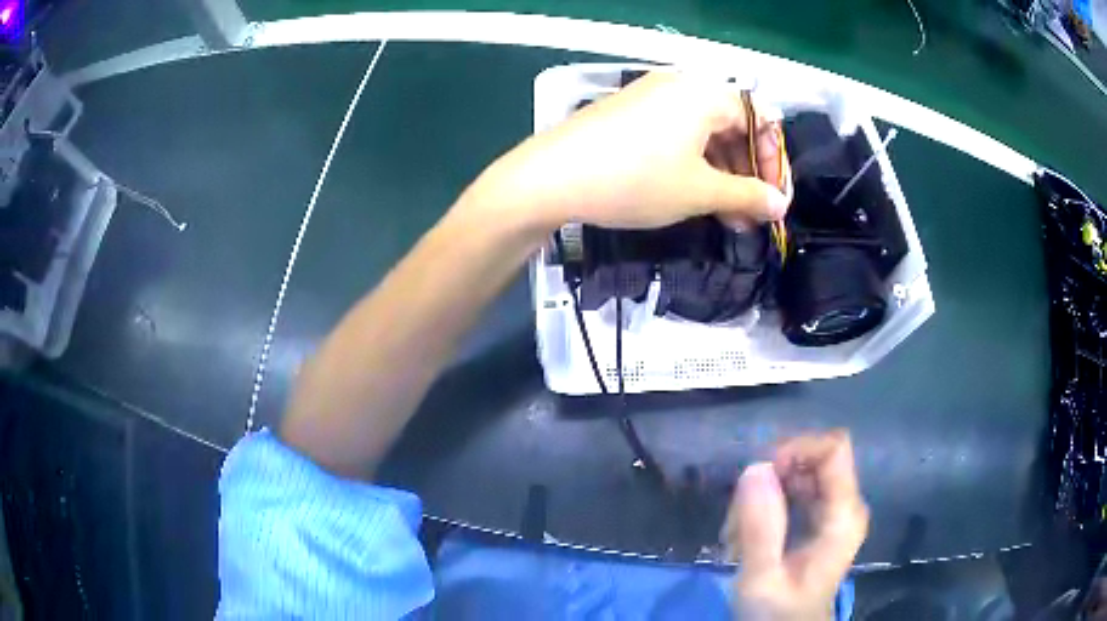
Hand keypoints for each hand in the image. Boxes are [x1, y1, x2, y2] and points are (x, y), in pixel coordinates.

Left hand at [459, 71, 791, 233]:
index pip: (760, 120)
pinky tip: (693, 196)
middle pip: (732, 125)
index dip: (772, 162)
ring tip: (725, 217)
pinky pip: (677, 134)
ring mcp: (651, 96)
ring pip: (704, 133)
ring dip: (721, 174)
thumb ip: (747, 196)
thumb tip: (780, 205)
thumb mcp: (699, 191)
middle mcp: (681, 85)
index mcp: (705, 93)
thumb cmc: (636, 179)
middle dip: (746, 173)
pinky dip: (693, 164)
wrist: (551, 177)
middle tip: (749, 216)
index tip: (773, 201)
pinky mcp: (630, 113)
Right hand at [724, 431, 868, 620]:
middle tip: (738, 518)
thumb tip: (754, 467)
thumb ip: (760, 529)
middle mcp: (845, 505)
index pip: (833, 448)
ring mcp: (834, 511)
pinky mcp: (820, 519)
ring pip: (800, 474)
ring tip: (737, 533)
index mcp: (844, 515)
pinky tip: (746, 534)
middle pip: (814, 459)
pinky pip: (795, 491)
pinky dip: (767, 504)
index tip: (758, 476)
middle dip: (772, 478)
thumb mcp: (762, 579)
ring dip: (763, 494)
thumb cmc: (778, 614)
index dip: (796, 449)